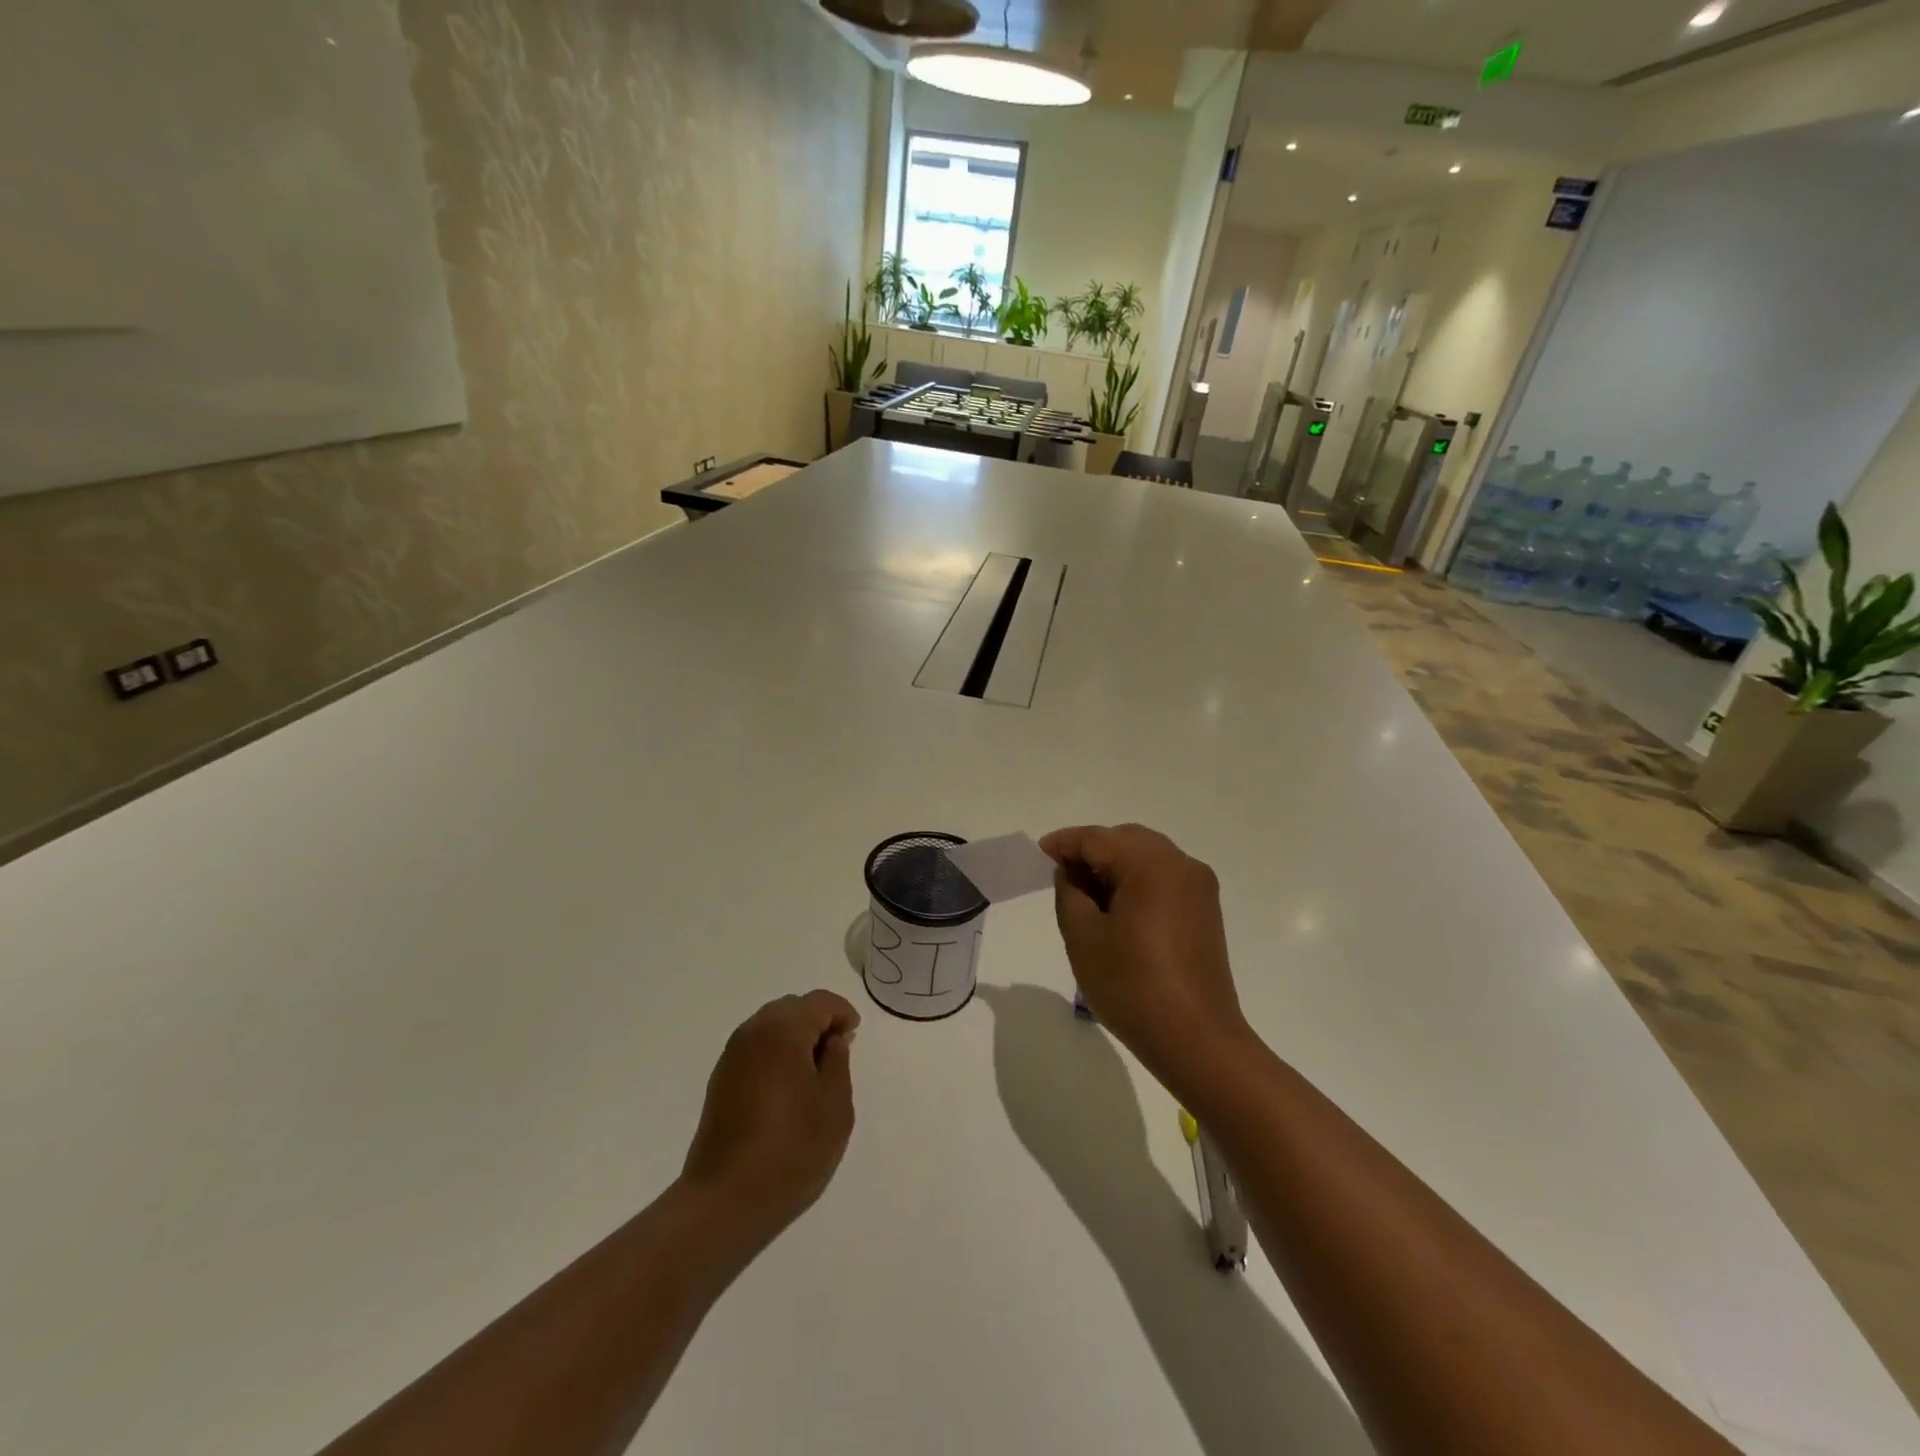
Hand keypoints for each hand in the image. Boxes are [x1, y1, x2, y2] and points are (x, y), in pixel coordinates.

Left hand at [681, 991, 858, 1243]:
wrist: (725, 1200)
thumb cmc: (791, 1150)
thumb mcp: (834, 1106)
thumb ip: (838, 1062)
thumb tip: (833, 1040)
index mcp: (783, 1032)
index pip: (819, 1002)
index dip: (842, 1013)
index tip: (854, 1037)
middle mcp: (753, 1033)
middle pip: (792, 1008)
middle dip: (817, 1021)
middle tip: (837, 1052)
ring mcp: (732, 1056)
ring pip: (771, 1026)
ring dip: (795, 1037)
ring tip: (814, 1072)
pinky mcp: (720, 1080)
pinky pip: (755, 1048)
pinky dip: (776, 1053)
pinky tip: (788, 1088)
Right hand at [1038, 824, 1252, 1091]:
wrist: (1196, 1040)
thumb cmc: (1132, 986)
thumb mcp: (1083, 936)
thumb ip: (1069, 892)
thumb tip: (1072, 872)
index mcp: (1152, 864)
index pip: (1097, 838)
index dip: (1064, 843)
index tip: (1039, 853)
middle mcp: (1181, 864)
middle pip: (1126, 840)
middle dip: (1091, 852)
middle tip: (1061, 876)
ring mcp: (1199, 887)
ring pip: (1147, 857)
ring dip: (1115, 866)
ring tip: (1086, 896)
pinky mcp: (1206, 910)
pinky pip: (1164, 879)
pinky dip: (1137, 882)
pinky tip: (1117, 910)